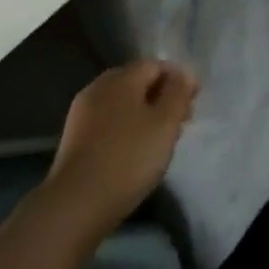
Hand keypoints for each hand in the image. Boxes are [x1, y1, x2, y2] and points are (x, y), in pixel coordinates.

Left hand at [43, 62, 198, 236]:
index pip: (155, 65)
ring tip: (159, 140)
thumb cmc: (129, 158)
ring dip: (143, 114)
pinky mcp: (74, 138)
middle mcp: (98, 87)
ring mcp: (82, 113)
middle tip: (179, 122)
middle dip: (160, 96)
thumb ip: (178, 93)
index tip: (194, 102)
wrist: (77, 203)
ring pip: (121, 103)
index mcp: (121, 78)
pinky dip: (125, 129)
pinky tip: (133, 152)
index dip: (178, 79)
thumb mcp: (165, 123)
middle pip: (136, 82)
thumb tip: (184, 72)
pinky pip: (107, 122)